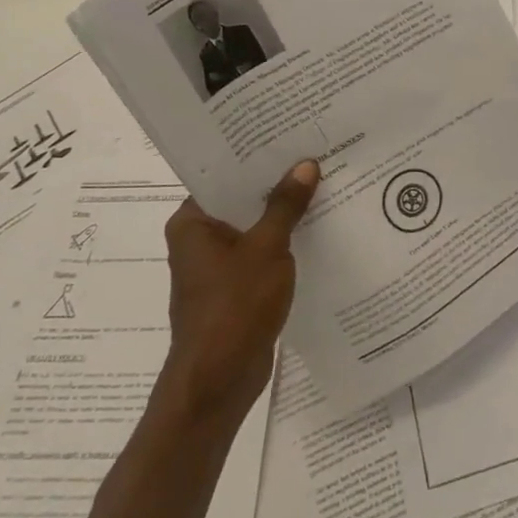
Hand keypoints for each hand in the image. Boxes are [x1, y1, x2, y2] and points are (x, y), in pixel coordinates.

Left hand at [156, 160, 319, 428]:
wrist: (218, 381)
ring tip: (324, 186)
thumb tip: (305, 164)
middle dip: (277, 184)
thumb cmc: (234, 307)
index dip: (257, 157)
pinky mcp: (235, 289)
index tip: (290, 136)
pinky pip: (261, 254)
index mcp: (192, 223)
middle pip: (241, 200)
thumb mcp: (267, 248)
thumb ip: (286, 205)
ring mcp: (217, 266)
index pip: (224, 176)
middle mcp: (199, 240)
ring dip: (283, 215)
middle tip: (315, 155)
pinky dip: (284, 243)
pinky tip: (318, 230)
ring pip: (254, 228)